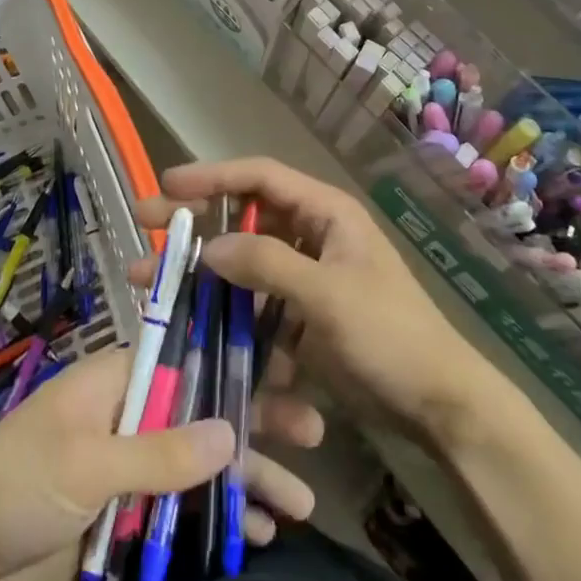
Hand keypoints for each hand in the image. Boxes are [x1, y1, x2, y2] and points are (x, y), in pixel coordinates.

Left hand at [0, 347, 319, 580]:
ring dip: (247, 481)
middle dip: (256, 424)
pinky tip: (256, 534)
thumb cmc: (14, 483)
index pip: (188, 357)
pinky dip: (218, 520)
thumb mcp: (86, 462)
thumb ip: (158, 451)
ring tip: (300, 501)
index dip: (236, 362)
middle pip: (204, 413)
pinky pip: (182, 513)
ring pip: (201, 466)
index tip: (286, 371)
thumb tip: (231, 433)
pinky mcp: (127, 517)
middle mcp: (133, 414)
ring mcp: (133, 468)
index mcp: (120, 378)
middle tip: (313, 434)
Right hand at [137, 159, 505, 445]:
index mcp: (325, 211)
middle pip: (243, 215)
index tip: (167, 185)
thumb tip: (209, 247)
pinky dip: (224, 308)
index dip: (212, 176)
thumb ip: (267, 265)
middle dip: (194, 220)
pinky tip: (190, 322)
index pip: (259, 177)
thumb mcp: (327, 295)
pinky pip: (252, 301)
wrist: (437, 404)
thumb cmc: (389, 335)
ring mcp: (304, 275)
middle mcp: (310, 233)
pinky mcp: (299, 315)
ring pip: (241, 261)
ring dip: (200, 271)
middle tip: (144, 222)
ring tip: (150, 283)